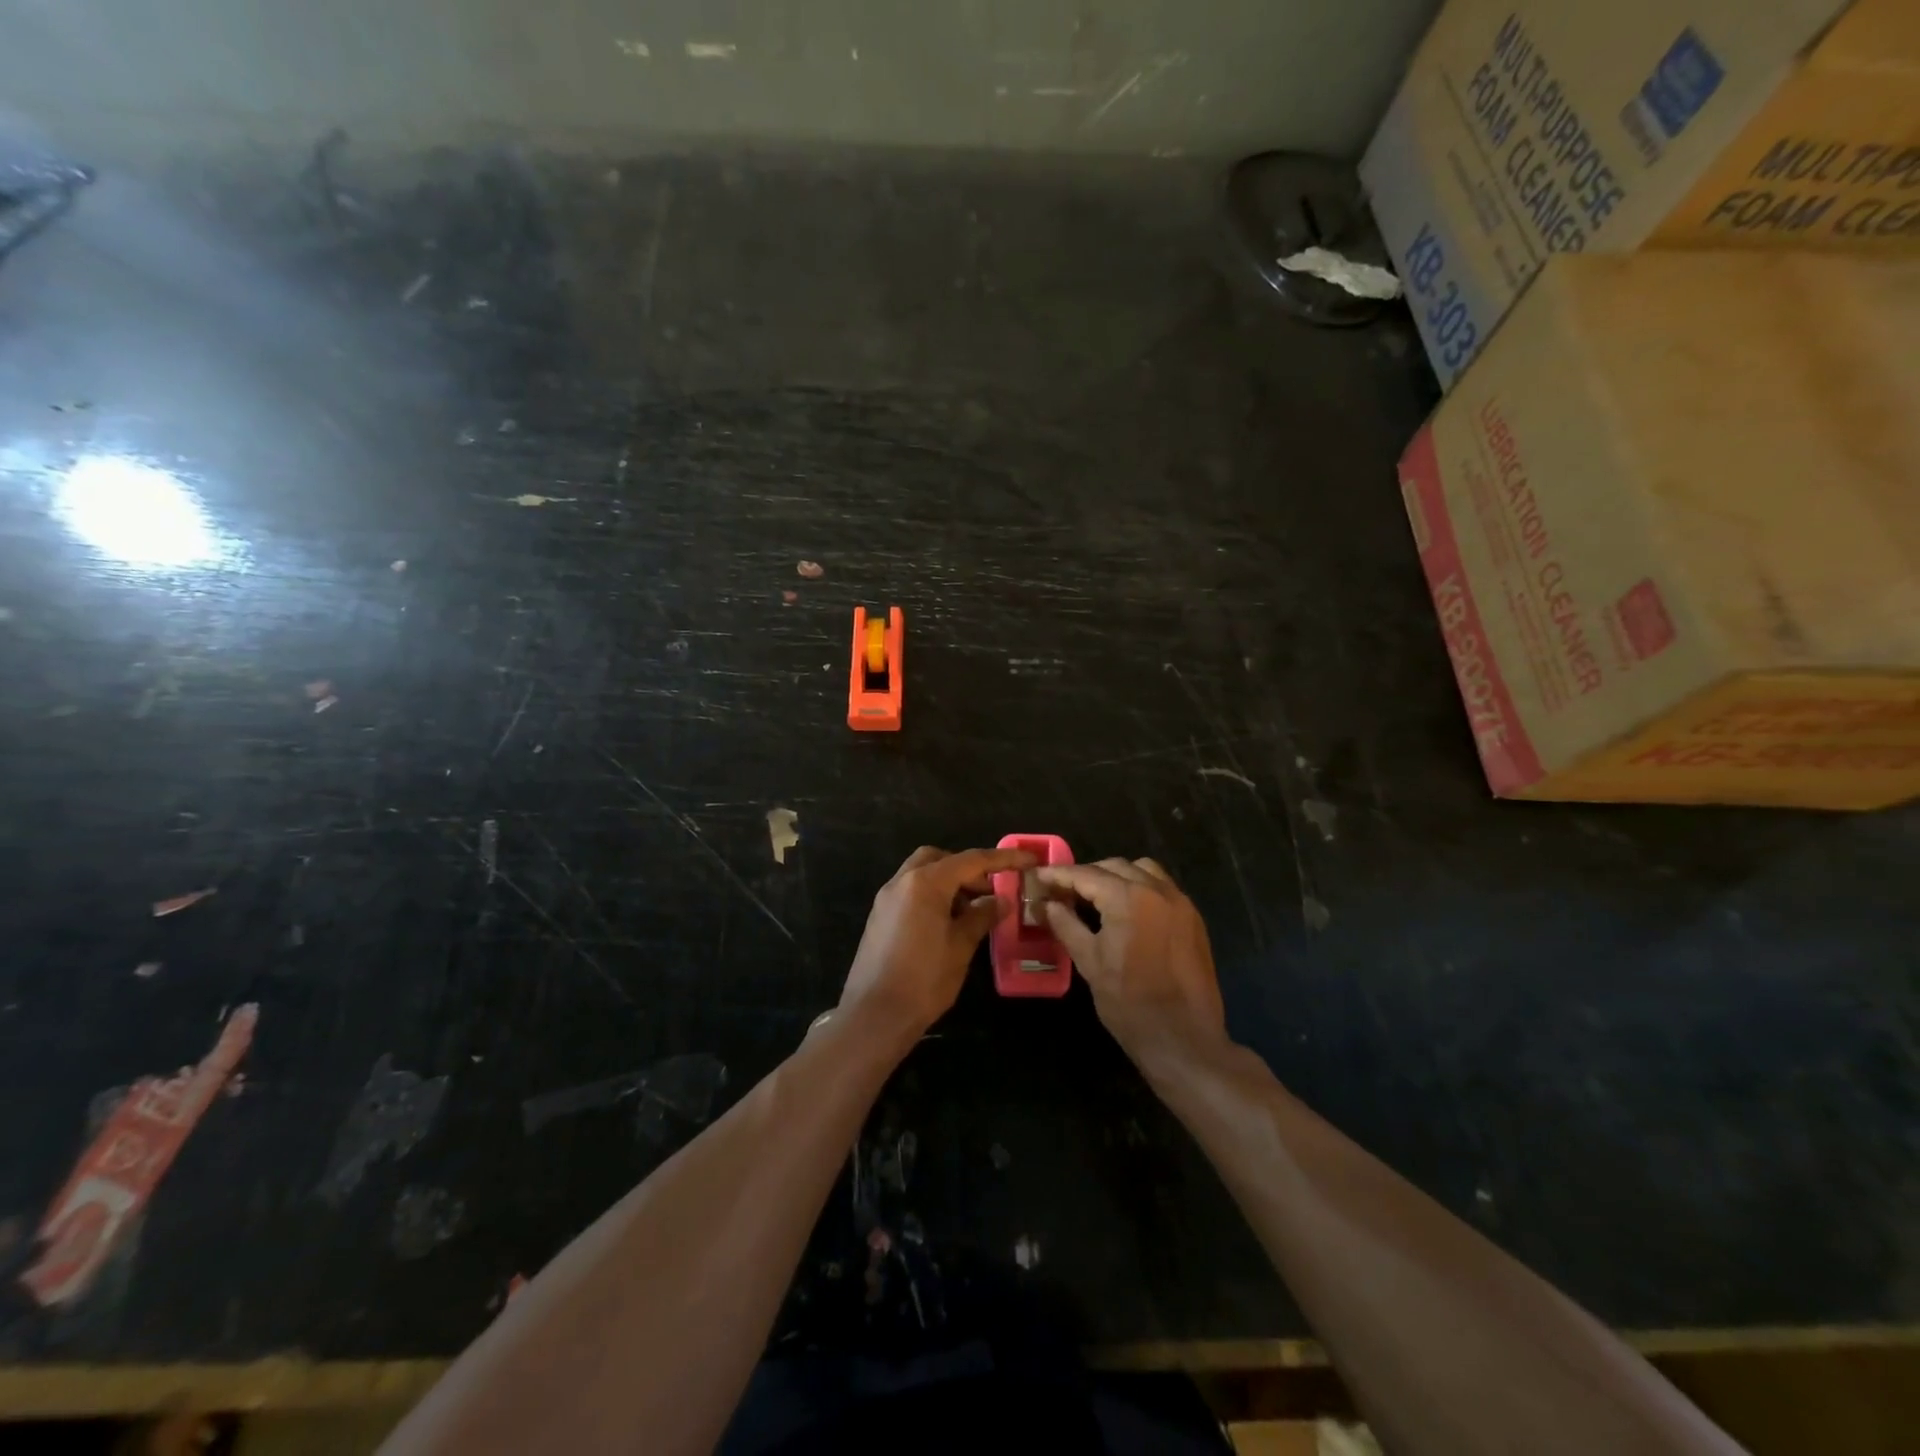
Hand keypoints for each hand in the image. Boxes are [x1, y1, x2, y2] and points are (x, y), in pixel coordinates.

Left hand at [840, 846, 1035, 1039]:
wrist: (874, 1016)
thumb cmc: (924, 979)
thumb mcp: (961, 947)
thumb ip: (981, 917)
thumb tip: (1000, 901)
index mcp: (925, 883)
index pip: (971, 860)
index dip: (1003, 859)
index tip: (1028, 860)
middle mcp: (901, 882)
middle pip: (940, 859)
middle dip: (968, 869)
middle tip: (990, 891)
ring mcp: (886, 899)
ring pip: (922, 875)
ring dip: (949, 883)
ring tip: (972, 912)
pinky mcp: (879, 917)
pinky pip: (910, 892)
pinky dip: (932, 896)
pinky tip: (948, 924)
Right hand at [1037, 858, 1228, 1075]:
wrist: (1184, 1040)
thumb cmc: (1129, 1003)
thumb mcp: (1089, 962)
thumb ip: (1065, 924)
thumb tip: (1045, 904)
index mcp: (1129, 898)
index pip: (1086, 875)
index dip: (1059, 875)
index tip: (1039, 877)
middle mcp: (1158, 890)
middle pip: (1115, 867)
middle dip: (1087, 874)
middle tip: (1063, 892)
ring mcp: (1180, 903)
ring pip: (1143, 870)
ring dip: (1117, 876)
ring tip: (1096, 897)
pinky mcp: (1193, 919)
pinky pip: (1162, 888)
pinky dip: (1140, 888)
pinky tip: (1126, 911)